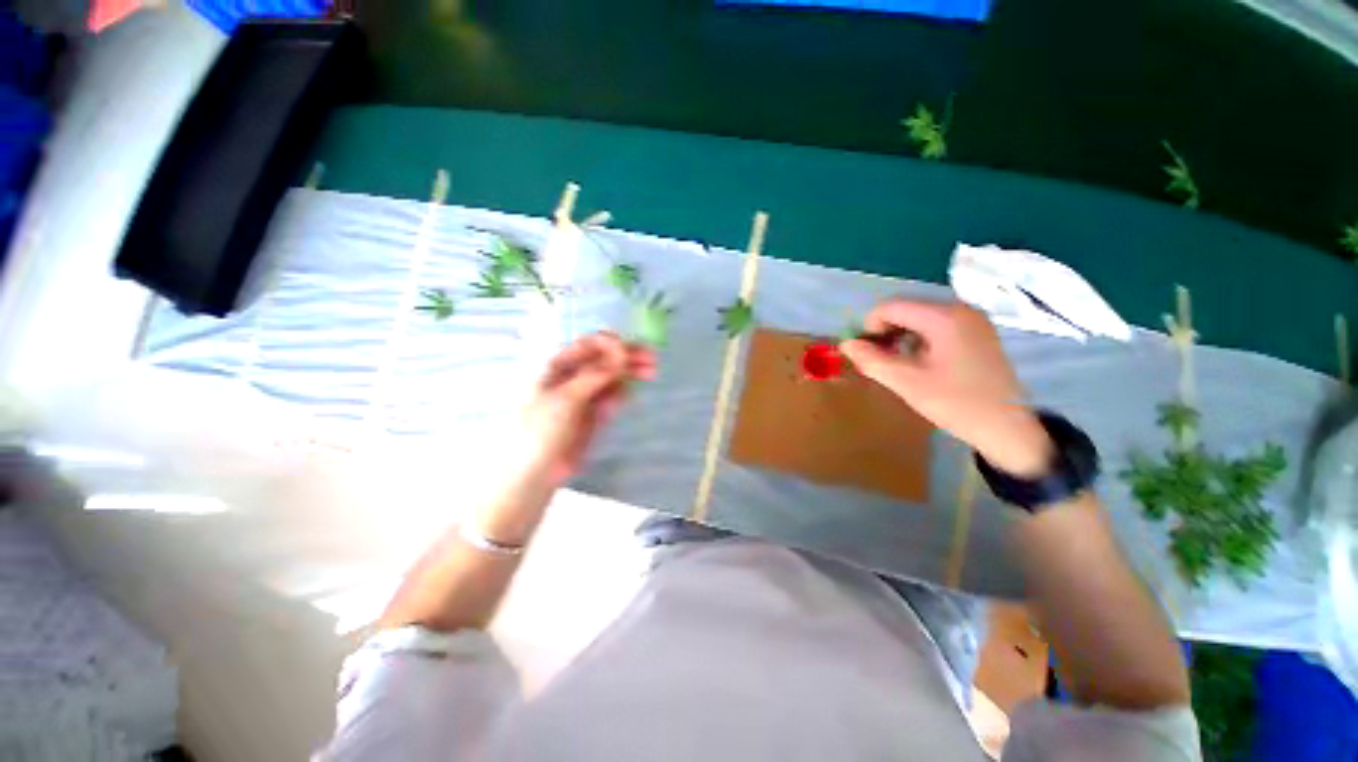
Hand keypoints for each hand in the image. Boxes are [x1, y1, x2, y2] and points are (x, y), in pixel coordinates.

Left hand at [519, 332, 655, 487]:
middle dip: (628, 357)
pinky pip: (612, 396)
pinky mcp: (594, 413)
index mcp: (558, 366)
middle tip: (652, 359)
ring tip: (651, 372)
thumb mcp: (566, 398)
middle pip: (605, 360)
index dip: (612, 345)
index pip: (589, 345)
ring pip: (612, 378)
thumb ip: (595, 374)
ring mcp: (585, 395)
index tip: (630, 351)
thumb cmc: (541, 429)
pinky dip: (622, 392)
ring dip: (630, 373)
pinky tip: (630, 393)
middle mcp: (573, 376)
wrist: (536, 472)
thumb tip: (620, 351)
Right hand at [840, 299, 1051, 475]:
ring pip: (919, 317)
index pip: (891, 306)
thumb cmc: (957, 403)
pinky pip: (936, 325)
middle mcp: (959, 308)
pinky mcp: (977, 331)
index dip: (870, 327)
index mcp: (944, 317)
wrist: (1008, 428)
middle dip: (885, 332)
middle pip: (905, 308)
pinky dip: (918, 339)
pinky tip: (919, 362)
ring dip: (900, 336)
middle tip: (879, 360)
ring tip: (897, 363)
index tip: (867, 354)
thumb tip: (845, 344)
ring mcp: (971, 319)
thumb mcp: (907, 383)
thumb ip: (872, 360)